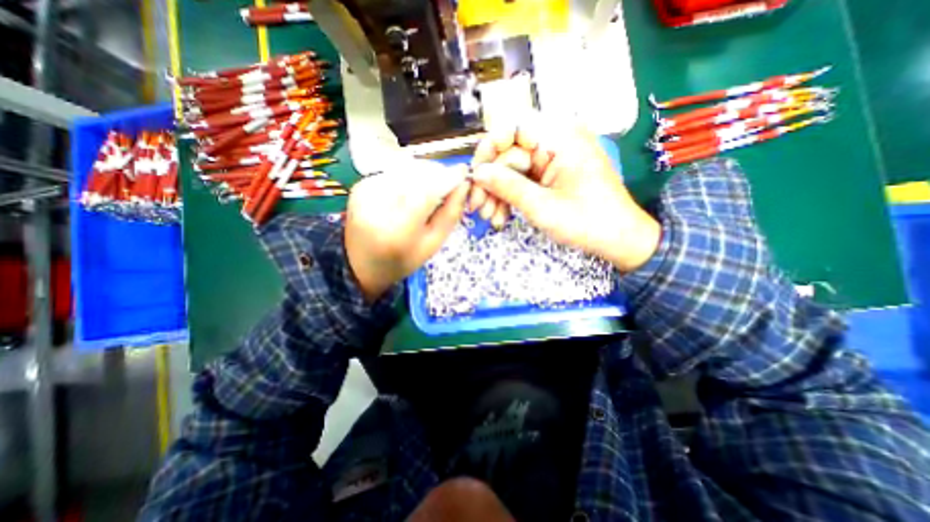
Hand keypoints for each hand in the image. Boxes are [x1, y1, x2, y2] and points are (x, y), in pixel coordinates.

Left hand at [345, 157, 468, 301]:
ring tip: (429, 192)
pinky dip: (409, 178)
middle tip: (448, 187)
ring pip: (406, 169)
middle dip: (437, 175)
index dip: (447, 178)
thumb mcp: (433, 244)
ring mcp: (366, 192)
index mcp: (398, 230)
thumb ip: (450, 214)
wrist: (362, 264)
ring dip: (424, 175)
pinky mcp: (361, 185)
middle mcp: (378, 206)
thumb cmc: (402, 260)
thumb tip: (463, 184)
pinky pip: (395, 172)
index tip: (463, 173)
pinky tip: (410, 193)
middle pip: (417, 175)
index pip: (427, 192)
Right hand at [474, 114, 659, 272]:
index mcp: (560, 138)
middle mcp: (555, 142)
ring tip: (489, 218)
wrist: (618, 240)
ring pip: (512, 169)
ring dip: (496, 193)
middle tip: (477, 207)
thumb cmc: (587, 222)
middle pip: (509, 152)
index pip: (514, 127)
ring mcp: (552, 160)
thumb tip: (478, 173)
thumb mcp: (543, 207)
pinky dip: (509, 198)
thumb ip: (508, 187)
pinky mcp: (550, 176)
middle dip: (490, 181)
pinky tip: (501, 217)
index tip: (476, 175)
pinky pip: (522, 180)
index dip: (490, 148)